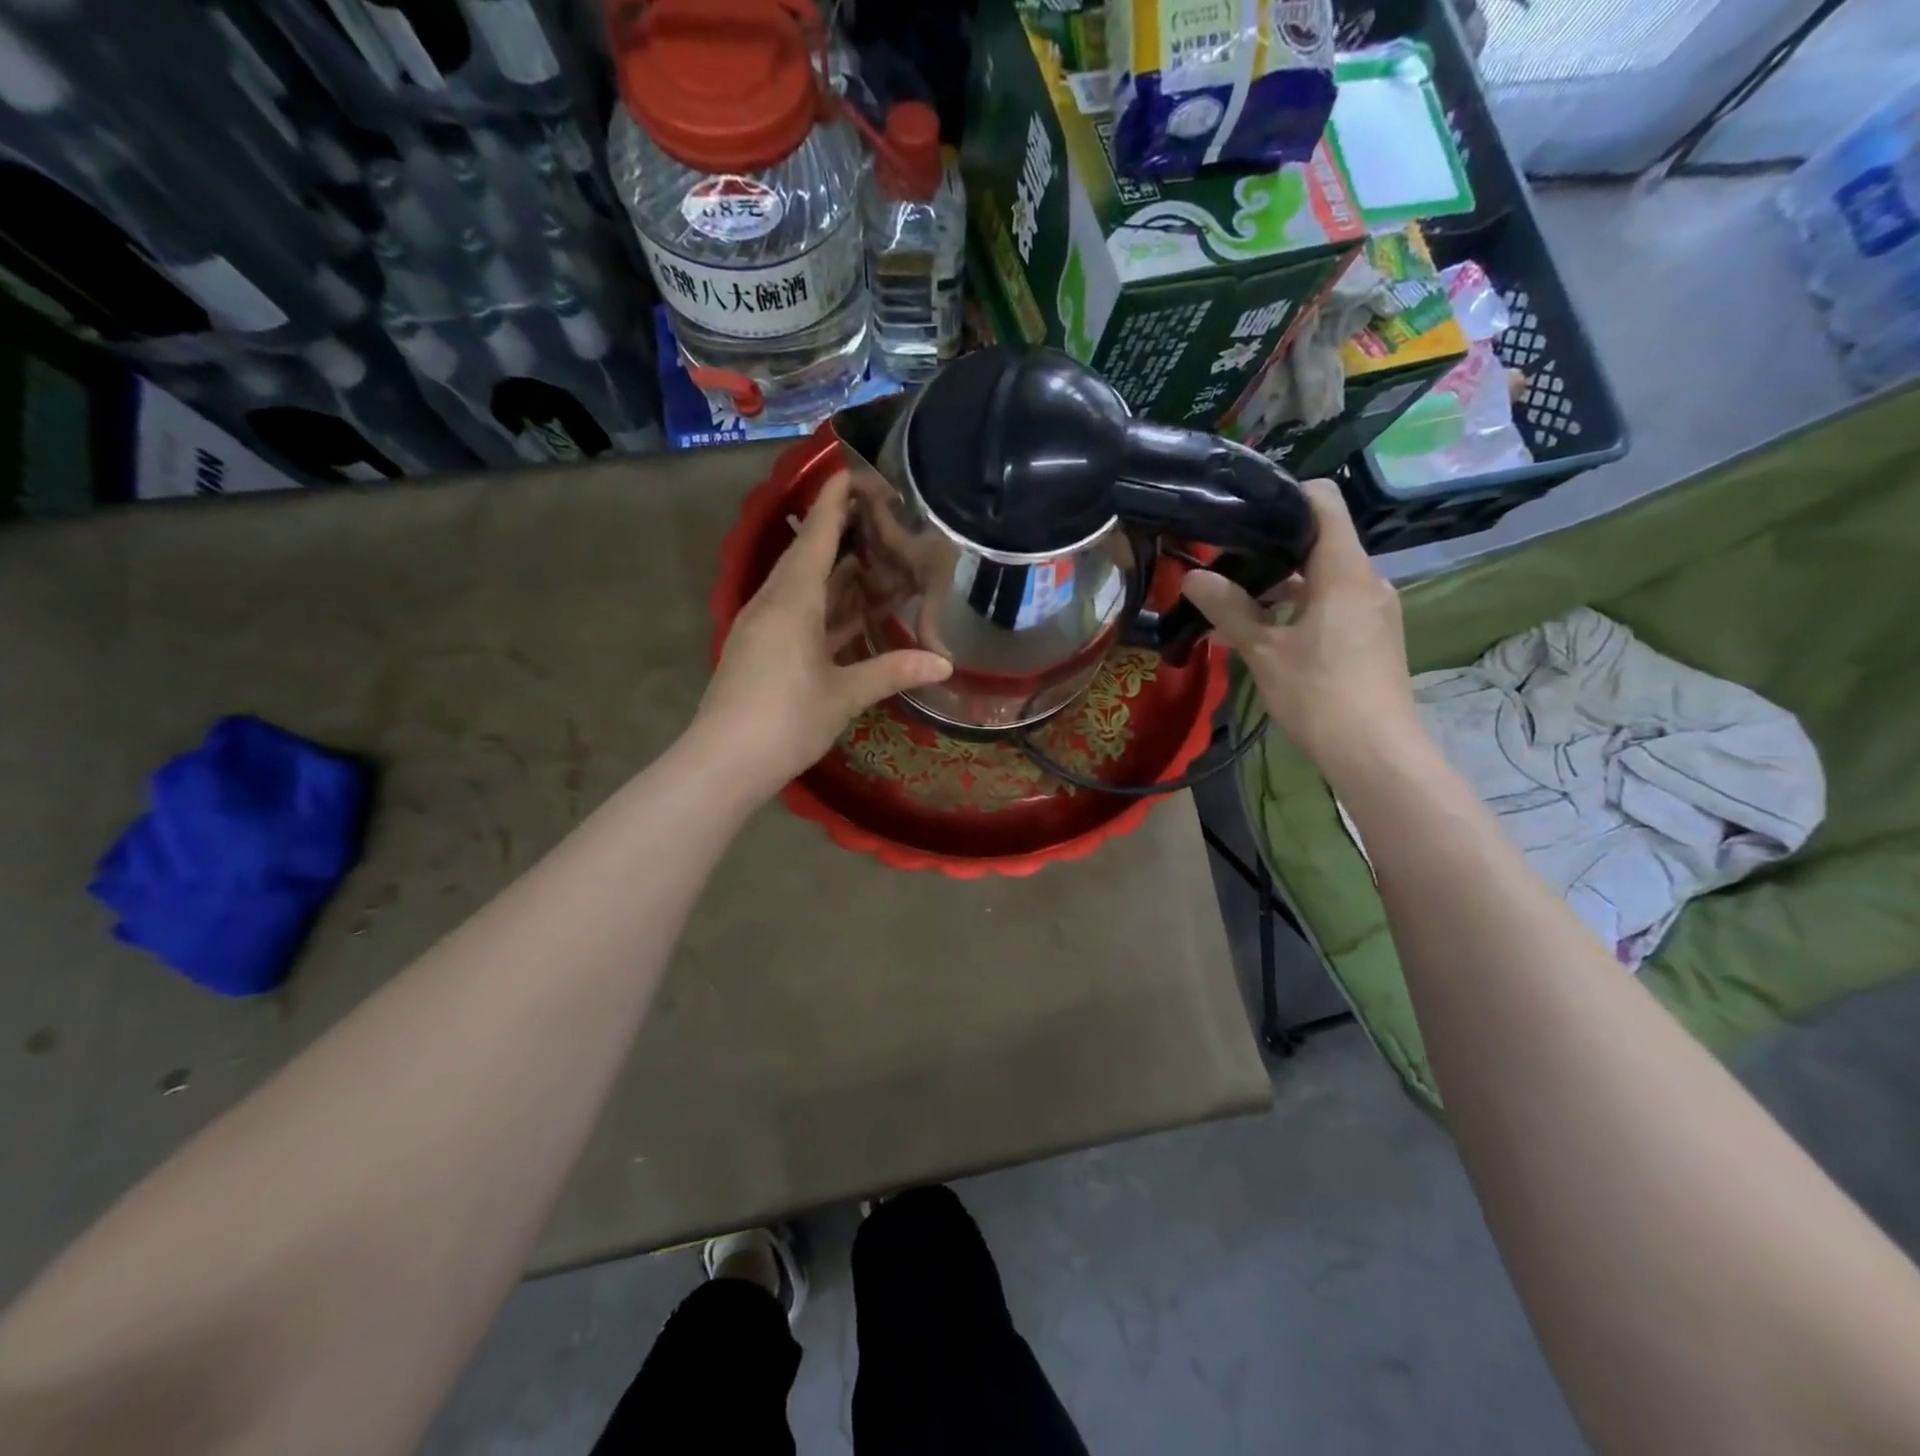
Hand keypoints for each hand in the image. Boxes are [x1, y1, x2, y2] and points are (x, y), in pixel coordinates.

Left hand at [694, 470, 952, 797]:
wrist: (723, 763)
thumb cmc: (785, 720)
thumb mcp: (845, 695)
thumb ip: (893, 671)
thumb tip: (944, 663)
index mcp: (791, 601)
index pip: (815, 536)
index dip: (833, 502)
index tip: (850, 470)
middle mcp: (772, 604)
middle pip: (805, 555)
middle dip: (836, 531)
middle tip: (875, 514)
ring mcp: (762, 628)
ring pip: (800, 586)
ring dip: (831, 571)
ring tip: (869, 556)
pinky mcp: (760, 651)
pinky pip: (795, 612)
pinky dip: (823, 605)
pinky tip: (847, 611)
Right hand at [1179, 480, 1421, 777]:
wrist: (1375, 752)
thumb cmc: (1319, 694)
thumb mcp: (1265, 651)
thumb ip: (1229, 609)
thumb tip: (1192, 578)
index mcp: (1345, 571)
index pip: (1323, 502)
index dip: (1285, 496)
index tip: (1244, 512)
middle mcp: (1367, 580)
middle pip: (1319, 542)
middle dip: (1272, 550)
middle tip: (1225, 563)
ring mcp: (1374, 609)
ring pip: (1323, 578)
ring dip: (1282, 587)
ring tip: (1235, 604)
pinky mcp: (1372, 635)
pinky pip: (1333, 605)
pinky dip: (1299, 609)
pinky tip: (1264, 634)